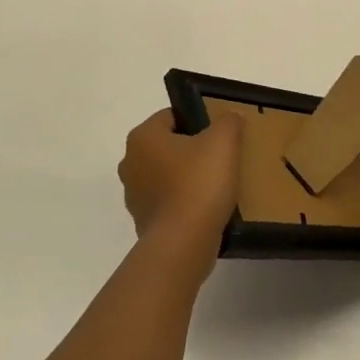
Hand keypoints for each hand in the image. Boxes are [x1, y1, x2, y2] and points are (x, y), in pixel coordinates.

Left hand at [118, 108, 242, 256]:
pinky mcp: (143, 222)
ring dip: (186, 177)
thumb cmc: (199, 183)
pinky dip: (183, 203)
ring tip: (216, 185)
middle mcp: (130, 162)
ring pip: (166, 175)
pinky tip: (206, 208)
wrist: (183, 243)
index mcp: (143, 137)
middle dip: (192, 150)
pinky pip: (168, 203)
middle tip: (220, 158)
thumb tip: (229, 118)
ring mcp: (134, 195)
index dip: (197, 120)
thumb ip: (228, 121)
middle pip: (168, 146)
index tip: (218, 134)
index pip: (171, 116)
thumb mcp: (224, 141)